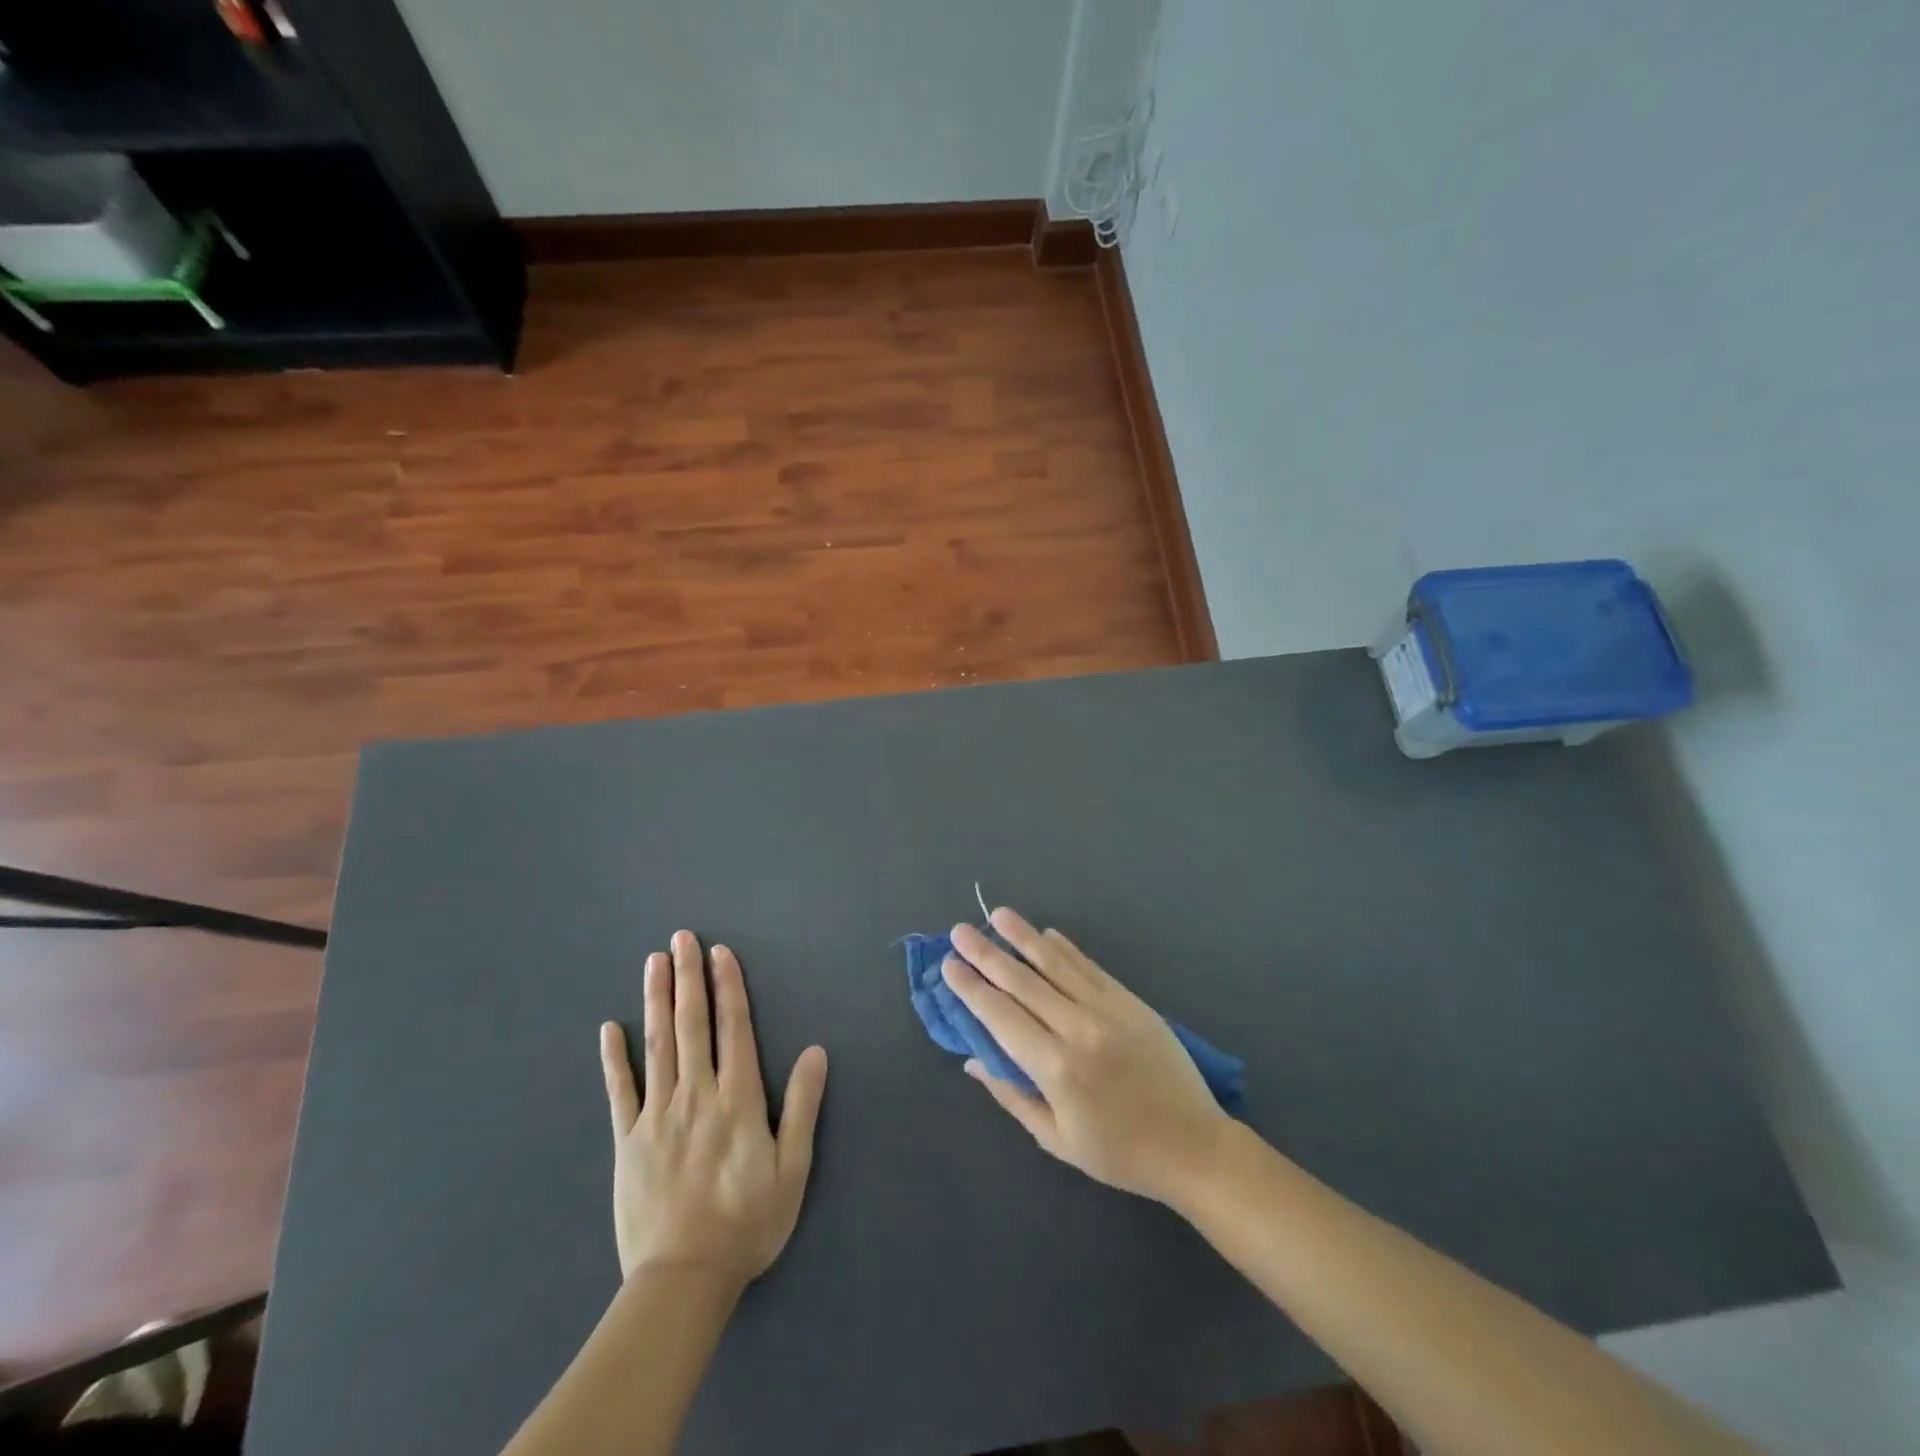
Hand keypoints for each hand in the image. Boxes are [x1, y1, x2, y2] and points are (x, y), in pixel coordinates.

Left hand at [599, 931, 827, 1287]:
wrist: (684, 1279)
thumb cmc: (747, 1222)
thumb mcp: (793, 1168)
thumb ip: (803, 1107)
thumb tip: (816, 1051)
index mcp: (738, 1098)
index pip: (733, 1027)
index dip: (728, 986)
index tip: (719, 953)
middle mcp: (696, 1094)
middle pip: (692, 1024)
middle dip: (687, 977)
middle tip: (681, 938)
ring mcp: (657, 1115)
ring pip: (657, 1044)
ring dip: (655, 1000)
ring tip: (653, 962)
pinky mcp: (627, 1140)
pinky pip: (619, 1090)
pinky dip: (614, 1057)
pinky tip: (609, 1028)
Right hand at [942, 909, 1231, 1202]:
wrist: (1193, 1145)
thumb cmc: (1119, 1153)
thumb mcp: (1056, 1138)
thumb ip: (1012, 1095)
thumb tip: (972, 1059)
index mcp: (1056, 1068)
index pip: (1001, 1016)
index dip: (972, 988)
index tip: (949, 965)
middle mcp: (1078, 1029)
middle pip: (1023, 982)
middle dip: (987, 954)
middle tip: (960, 931)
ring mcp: (1108, 1010)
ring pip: (1056, 964)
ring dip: (1024, 937)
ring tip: (998, 915)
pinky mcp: (1130, 1001)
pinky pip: (1090, 967)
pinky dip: (1065, 949)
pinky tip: (1047, 934)